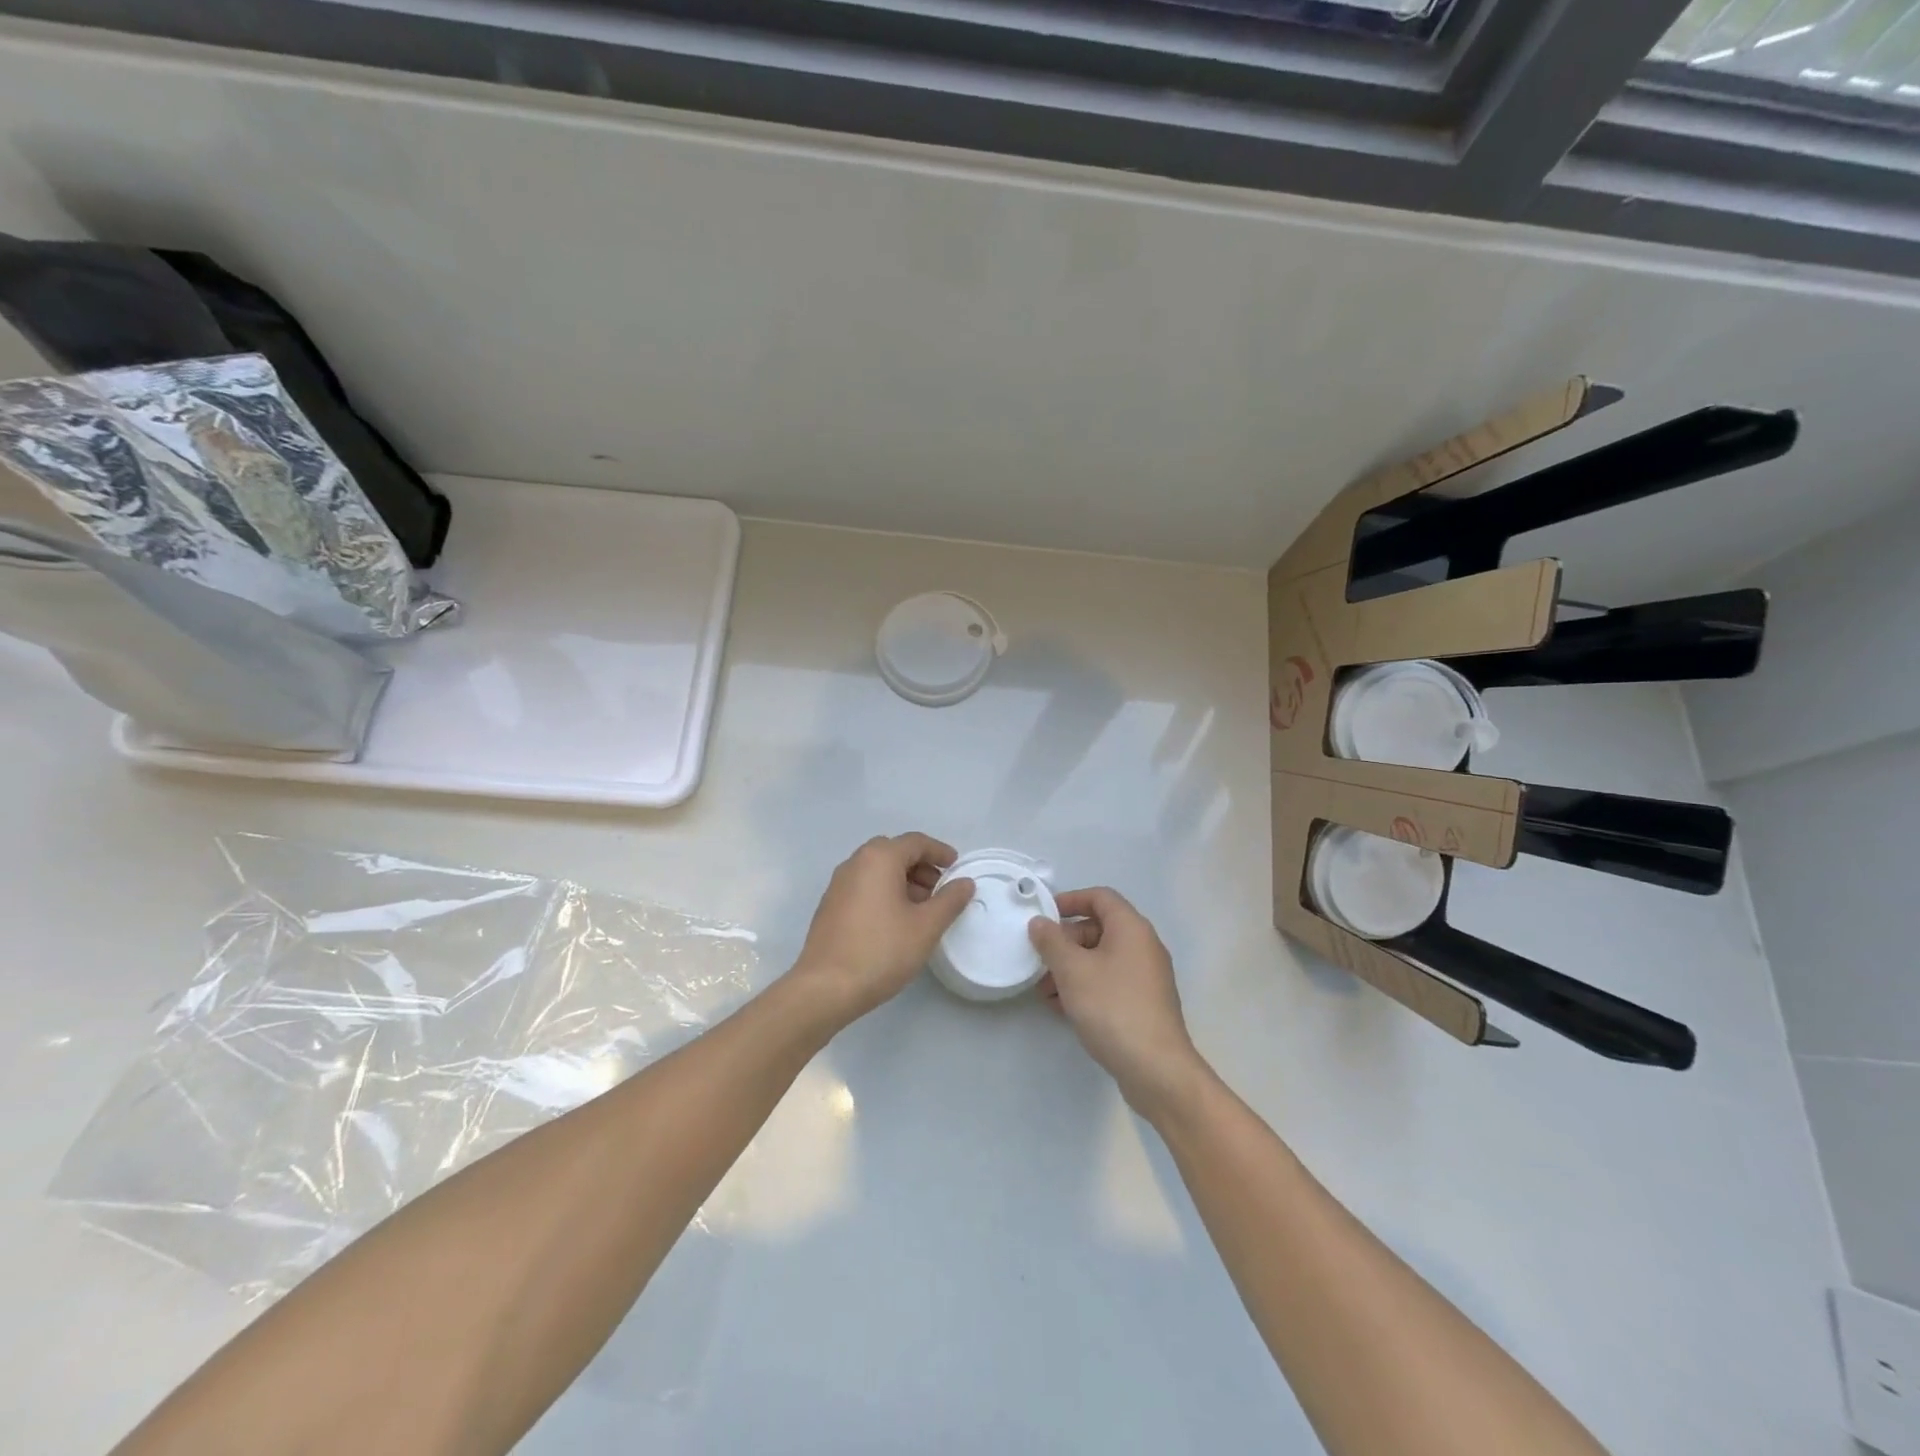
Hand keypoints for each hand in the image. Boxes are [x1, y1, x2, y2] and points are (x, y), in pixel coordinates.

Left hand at [793, 834, 974, 1025]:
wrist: (826, 988)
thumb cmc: (882, 950)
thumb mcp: (926, 926)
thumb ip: (950, 900)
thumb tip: (964, 882)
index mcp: (879, 858)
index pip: (915, 842)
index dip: (940, 852)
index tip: (956, 868)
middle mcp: (855, 863)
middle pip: (894, 852)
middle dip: (921, 867)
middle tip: (940, 891)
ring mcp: (838, 884)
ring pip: (877, 870)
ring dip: (902, 881)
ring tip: (921, 910)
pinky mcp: (830, 906)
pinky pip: (863, 886)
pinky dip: (884, 892)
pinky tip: (895, 922)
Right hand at [1030, 888, 1206, 1116]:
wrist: (1157, 1069)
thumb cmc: (1112, 1008)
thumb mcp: (1072, 971)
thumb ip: (1051, 942)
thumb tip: (1040, 923)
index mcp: (1131, 928)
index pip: (1100, 897)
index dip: (1070, 900)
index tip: (1043, 916)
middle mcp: (1143, 946)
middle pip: (1099, 928)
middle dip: (1065, 942)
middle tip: (1040, 961)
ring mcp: (1146, 977)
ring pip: (1102, 959)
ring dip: (1071, 968)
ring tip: (1045, 991)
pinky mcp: (1144, 1003)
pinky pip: (1110, 982)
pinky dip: (1086, 987)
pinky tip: (1063, 1008)